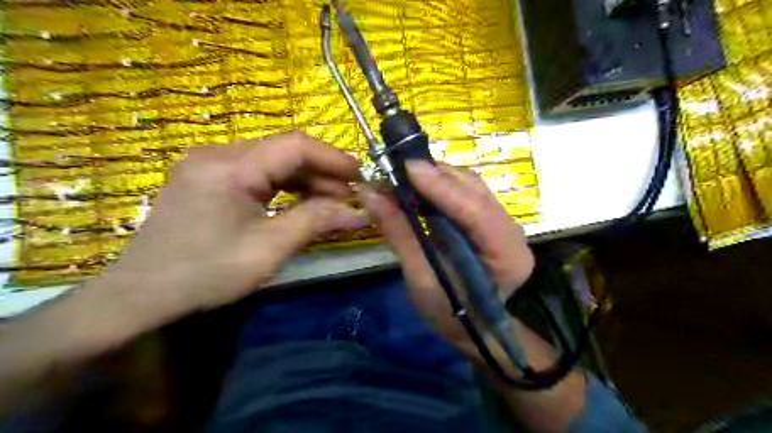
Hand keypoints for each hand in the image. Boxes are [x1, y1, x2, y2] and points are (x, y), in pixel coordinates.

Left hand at [102, 131, 364, 315]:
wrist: (140, 295)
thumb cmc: (205, 274)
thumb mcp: (268, 249)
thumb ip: (316, 221)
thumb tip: (360, 212)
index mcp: (229, 167)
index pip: (294, 145)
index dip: (333, 158)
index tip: (362, 177)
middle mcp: (217, 154)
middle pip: (284, 151)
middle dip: (322, 172)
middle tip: (350, 197)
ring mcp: (209, 164)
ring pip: (272, 161)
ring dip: (305, 179)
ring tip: (332, 202)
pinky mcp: (208, 177)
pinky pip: (257, 173)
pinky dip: (284, 186)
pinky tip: (301, 202)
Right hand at [361, 160, 530, 347]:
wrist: (474, 327)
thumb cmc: (449, 314)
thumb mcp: (420, 279)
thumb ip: (399, 233)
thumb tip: (369, 194)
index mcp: (506, 254)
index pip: (474, 209)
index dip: (440, 186)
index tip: (406, 167)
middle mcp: (512, 231)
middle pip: (474, 190)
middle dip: (434, 176)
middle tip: (396, 171)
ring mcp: (504, 222)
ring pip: (471, 186)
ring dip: (437, 177)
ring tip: (404, 178)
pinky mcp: (490, 219)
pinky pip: (466, 193)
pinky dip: (441, 186)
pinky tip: (419, 188)